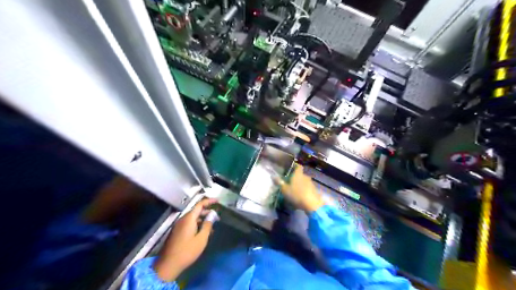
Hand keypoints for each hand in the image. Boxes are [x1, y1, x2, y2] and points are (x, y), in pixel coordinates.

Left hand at [152, 198, 216, 281]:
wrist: (168, 265)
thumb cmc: (187, 251)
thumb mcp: (201, 239)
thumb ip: (208, 225)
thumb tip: (212, 216)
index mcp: (189, 218)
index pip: (200, 204)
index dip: (209, 201)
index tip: (217, 201)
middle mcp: (183, 219)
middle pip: (196, 211)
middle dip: (207, 212)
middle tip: (217, 217)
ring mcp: (179, 226)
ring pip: (193, 218)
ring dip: (203, 219)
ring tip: (212, 226)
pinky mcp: (177, 232)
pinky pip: (189, 224)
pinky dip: (197, 225)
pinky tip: (203, 232)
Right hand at [280, 165, 323, 212]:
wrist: (312, 204)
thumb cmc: (296, 194)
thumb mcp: (285, 190)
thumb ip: (279, 183)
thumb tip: (273, 176)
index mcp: (298, 174)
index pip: (298, 166)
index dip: (295, 166)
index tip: (291, 168)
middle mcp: (305, 176)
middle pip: (301, 175)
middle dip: (296, 178)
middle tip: (291, 182)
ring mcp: (311, 183)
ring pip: (304, 182)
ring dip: (301, 185)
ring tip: (295, 191)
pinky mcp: (314, 190)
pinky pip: (308, 188)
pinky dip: (305, 190)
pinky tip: (301, 197)